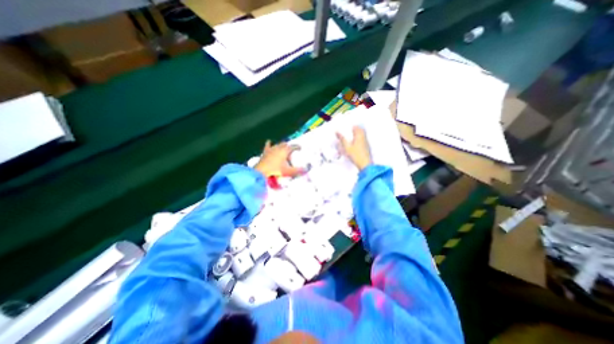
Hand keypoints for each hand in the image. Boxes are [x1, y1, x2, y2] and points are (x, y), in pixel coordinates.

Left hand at [255, 139, 304, 176]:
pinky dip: (269, 143)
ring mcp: (271, 149)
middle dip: (290, 146)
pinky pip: (268, 145)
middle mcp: (279, 147)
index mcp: (285, 151)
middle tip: (292, 150)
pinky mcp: (265, 152)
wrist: (262, 171)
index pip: (294, 147)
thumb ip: (299, 171)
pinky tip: (269, 141)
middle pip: (286, 144)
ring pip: (278, 144)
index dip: (297, 147)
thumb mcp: (289, 172)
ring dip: (282, 145)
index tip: (300, 148)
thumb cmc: (276, 170)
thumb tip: (307, 169)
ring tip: (284, 148)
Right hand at [337, 126, 371, 170]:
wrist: (365, 164)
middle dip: (354, 129)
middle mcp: (364, 137)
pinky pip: (363, 139)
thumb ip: (342, 139)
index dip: (351, 126)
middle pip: (360, 130)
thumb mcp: (347, 147)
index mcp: (359, 135)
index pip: (356, 127)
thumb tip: (337, 132)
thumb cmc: (355, 155)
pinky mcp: (367, 147)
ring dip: (356, 134)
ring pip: (362, 135)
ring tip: (350, 137)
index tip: (346, 127)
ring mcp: (366, 142)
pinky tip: (354, 144)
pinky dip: (358, 139)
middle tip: (348, 131)